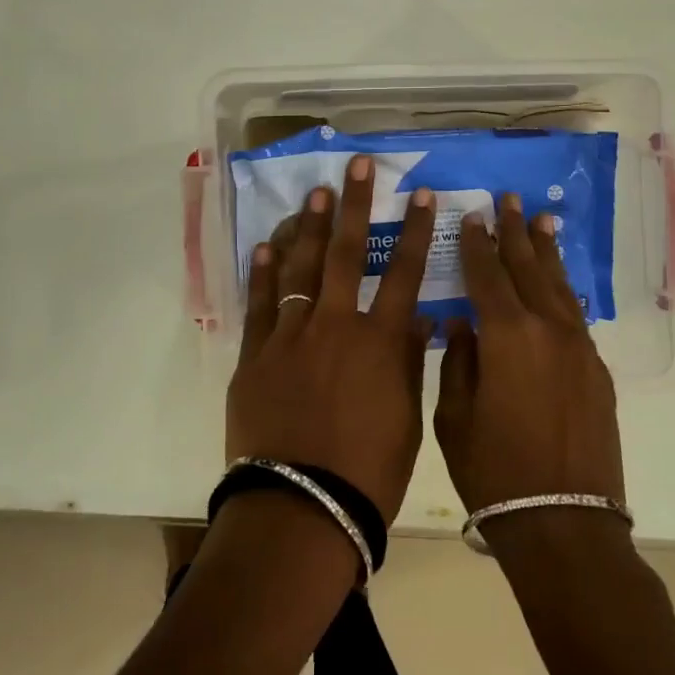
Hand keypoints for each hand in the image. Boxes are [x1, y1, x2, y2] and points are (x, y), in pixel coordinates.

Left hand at [226, 155, 436, 524]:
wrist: (301, 509)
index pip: (403, 272)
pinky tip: (267, 244)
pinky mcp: (255, 355)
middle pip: (346, 253)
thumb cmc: (368, 472)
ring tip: (314, 192)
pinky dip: (263, 272)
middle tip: (357, 165)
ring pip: (300, 268)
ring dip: (308, 226)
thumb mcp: (405, 419)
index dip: (413, 230)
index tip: (419, 195)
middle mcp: (336, 325)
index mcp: (380, 341)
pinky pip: (260, 305)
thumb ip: (410, 363)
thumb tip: (419, 319)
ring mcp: (290, 336)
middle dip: (354, 205)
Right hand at [434, 195, 625, 515]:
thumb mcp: (454, 416)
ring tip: (542, 220)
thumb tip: (462, 324)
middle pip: (528, 268)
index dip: (478, 244)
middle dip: (516, 232)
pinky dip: (563, 290)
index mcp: (506, 335)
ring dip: (547, 252)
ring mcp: (578, 348)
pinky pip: (575, 315)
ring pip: (559, 286)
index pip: (487, 275)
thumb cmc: (494, 472)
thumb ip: (458, 361)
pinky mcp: (596, 370)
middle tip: (510, 199)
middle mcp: (547, 329)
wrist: (564, 522)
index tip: (474, 215)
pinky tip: (559, 281)